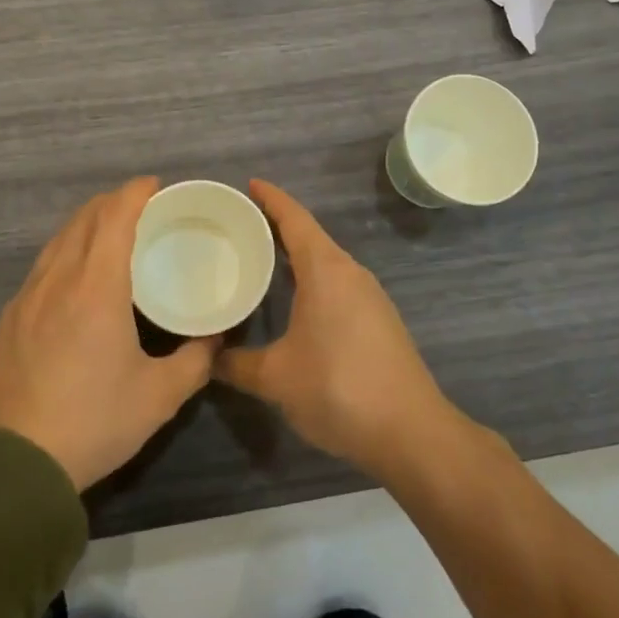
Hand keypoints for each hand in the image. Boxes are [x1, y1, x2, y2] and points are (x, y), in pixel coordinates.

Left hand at [0, 177, 216, 490]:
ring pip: (58, 239)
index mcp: (96, 286)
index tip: (156, 186)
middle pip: (84, 218)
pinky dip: (66, 250)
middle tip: (142, 208)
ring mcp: (27, 296)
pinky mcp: (9, 318)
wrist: (11, 464)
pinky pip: (43, 264)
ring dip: (87, 223)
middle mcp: (58, 278)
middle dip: (113, 202)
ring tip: (111, 233)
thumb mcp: (158, 397)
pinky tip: (76, 276)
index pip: (115, 216)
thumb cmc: (92, 422)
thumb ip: (195, 361)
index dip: (136, 192)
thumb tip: (216, 339)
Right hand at [214, 181, 460, 483]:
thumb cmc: (338, 389)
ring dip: (296, 255)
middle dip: (277, 226)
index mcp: (326, 270)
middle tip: (239, 226)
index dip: (271, 199)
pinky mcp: (379, 320)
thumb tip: (206, 357)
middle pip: (310, 236)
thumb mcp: (275, 378)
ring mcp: (370, 297)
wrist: (412, 433)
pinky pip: (338, 283)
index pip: (294, 219)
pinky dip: (312, 279)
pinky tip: (294, 302)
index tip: (248, 184)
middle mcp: (350, 273)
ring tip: (260, 260)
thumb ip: (235, 364)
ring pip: (326, 262)